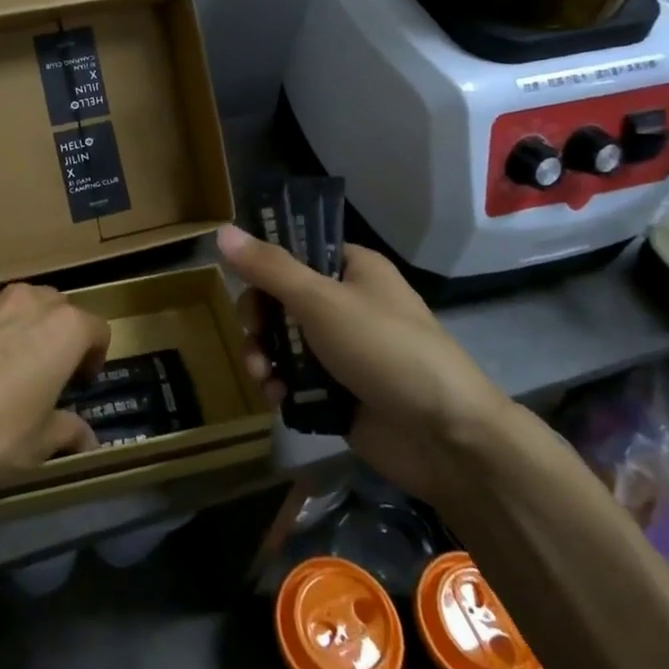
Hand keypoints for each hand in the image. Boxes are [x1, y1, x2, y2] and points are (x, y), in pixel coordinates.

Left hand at [0, 284, 110, 515]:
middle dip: (55, 334)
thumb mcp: (39, 446)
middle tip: (44, 372)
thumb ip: (67, 432)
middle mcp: (25, 301)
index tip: (81, 383)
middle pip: (54, 307)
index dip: (94, 356)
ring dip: (15, 328)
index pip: (96, 330)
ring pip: (10, 306)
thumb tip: (86, 439)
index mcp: (62, 328)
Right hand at [216, 223, 511, 497]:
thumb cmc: (385, 350)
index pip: (296, 252)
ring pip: (283, 341)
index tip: (242, 282)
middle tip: (256, 336)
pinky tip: (275, 397)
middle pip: (281, 299)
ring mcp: (342, 350)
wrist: (446, 437)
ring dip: (264, 355)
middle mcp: (346, 304)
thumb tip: (222, 230)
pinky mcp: (338, 390)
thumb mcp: (322, 301)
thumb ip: (269, 268)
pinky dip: (279, 385)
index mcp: (352, 269)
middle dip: (259, 320)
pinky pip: (294, 378)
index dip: (264, 265)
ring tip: (262, 376)